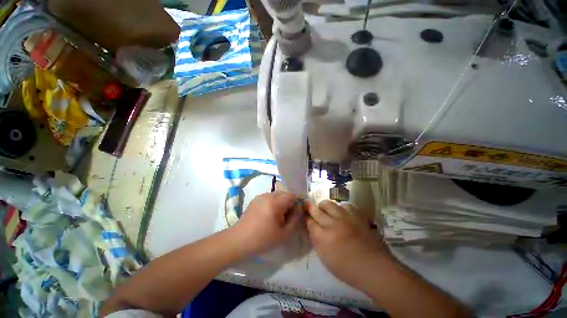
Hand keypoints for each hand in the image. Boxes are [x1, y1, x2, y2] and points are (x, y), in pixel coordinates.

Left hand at [233, 192, 302, 254]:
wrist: (238, 240)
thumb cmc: (262, 239)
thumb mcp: (284, 233)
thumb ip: (295, 218)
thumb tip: (299, 208)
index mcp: (275, 202)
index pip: (292, 195)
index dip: (296, 203)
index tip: (295, 214)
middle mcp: (268, 195)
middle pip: (284, 194)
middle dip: (289, 203)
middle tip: (286, 217)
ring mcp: (260, 196)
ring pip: (277, 195)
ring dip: (281, 203)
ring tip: (277, 217)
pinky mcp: (255, 199)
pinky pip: (269, 197)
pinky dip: (273, 203)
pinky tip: (268, 215)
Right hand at [306, 200, 391, 287]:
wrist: (374, 268)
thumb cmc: (348, 269)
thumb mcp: (326, 259)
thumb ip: (316, 241)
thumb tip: (311, 228)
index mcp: (323, 238)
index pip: (309, 222)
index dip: (306, 219)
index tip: (306, 217)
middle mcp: (332, 224)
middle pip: (316, 210)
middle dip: (311, 209)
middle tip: (311, 210)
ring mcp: (345, 218)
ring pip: (328, 204)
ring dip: (324, 206)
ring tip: (326, 211)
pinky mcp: (356, 216)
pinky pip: (344, 205)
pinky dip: (340, 209)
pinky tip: (342, 214)